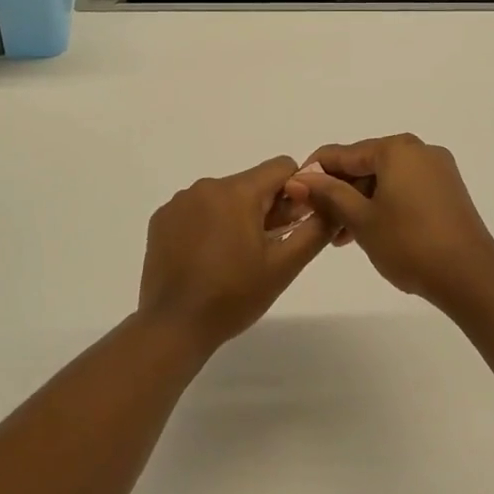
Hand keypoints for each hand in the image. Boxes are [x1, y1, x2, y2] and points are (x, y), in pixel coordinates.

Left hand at [137, 156, 330, 353]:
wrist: (174, 326)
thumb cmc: (233, 297)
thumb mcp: (284, 266)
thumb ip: (314, 229)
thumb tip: (331, 204)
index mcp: (237, 191)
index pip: (280, 167)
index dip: (295, 191)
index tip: (293, 223)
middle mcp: (206, 186)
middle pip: (251, 183)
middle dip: (266, 207)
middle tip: (269, 247)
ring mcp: (179, 201)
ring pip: (224, 196)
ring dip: (237, 216)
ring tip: (236, 257)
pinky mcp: (162, 218)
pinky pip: (196, 209)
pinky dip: (208, 225)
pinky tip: (208, 258)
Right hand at [283, 134, 493, 311]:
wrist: (471, 278)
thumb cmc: (410, 243)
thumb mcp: (361, 219)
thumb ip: (329, 194)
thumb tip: (299, 179)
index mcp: (396, 148)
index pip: (344, 153)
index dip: (315, 172)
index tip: (293, 193)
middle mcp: (419, 150)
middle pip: (366, 164)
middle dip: (340, 191)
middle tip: (319, 221)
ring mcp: (438, 170)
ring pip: (386, 179)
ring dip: (361, 202)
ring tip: (342, 236)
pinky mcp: (448, 192)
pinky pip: (405, 189)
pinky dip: (384, 205)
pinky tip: (371, 231)